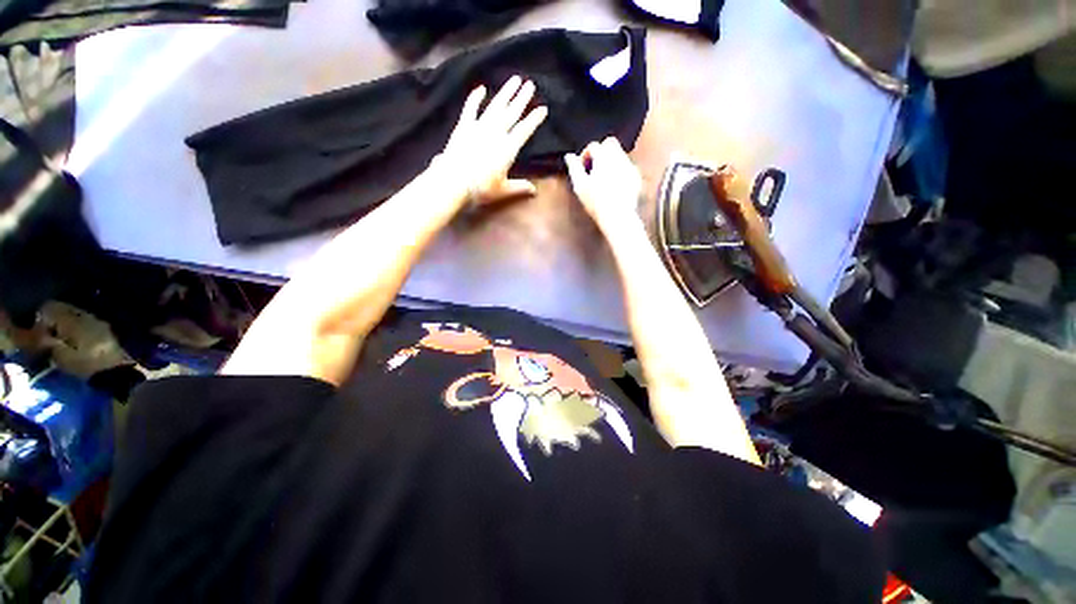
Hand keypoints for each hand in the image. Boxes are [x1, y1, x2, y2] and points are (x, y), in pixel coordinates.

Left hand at [436, 76, 547, 206]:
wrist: (454, 181)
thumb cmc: (481, 188)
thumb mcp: (503, 190)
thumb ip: (519, 187)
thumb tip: (534, 190)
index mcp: (508, 149)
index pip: (524, 130)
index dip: (534, 119)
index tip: (543, 109)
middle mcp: (496, 134)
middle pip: (511, 113)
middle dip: (522, 99)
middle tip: (530, 84)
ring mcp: (479, 127)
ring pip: (496, 106)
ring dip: (506, 93)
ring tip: (515, 79)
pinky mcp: (464, 126)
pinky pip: (471, 108)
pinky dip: (475, 97)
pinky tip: (481, 88)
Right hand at [564, 137, 643, 232]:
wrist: (617, 216)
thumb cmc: (596, 201)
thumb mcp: (579, 185)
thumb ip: (574, 168)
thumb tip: (569, 157)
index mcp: (604, 156)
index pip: (593, 146)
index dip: (585, 155)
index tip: (582, 167)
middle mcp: (619, 157)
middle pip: (609, 143)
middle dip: (600, 152)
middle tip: (593, 167)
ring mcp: (630, 166)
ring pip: (619, 154)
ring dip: (610, 161)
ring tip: (602, 178)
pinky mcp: (636, 177)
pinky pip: (627, 167)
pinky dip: (619, 171)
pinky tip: (613, 185)